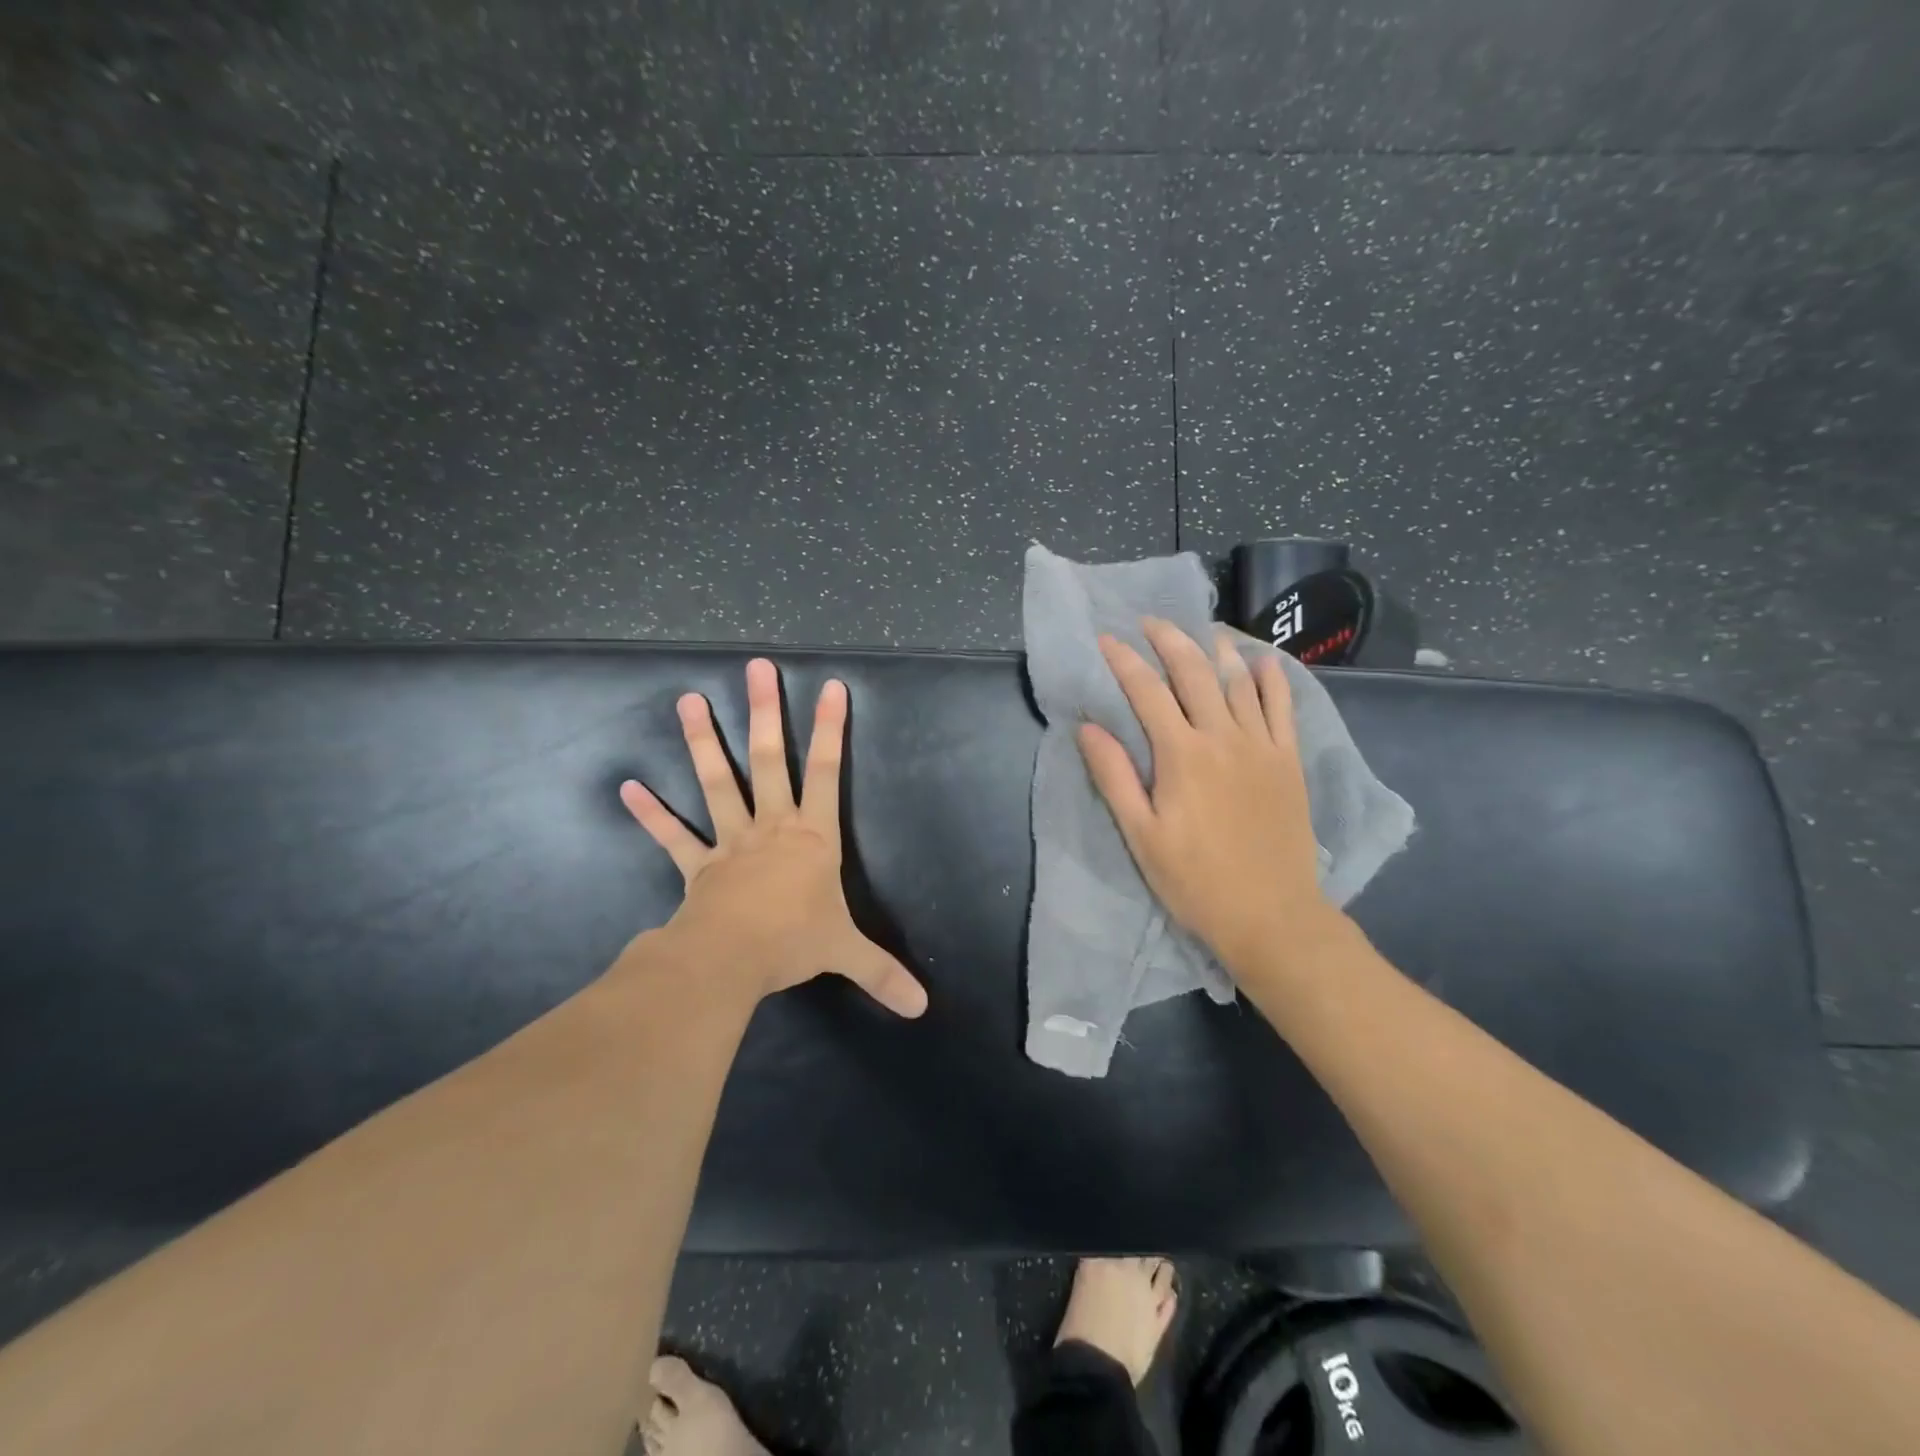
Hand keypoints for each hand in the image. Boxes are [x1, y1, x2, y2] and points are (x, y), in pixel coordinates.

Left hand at [617, 658, 927, 1017]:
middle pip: (768, 761)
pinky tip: (628, 787)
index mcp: (812, 837)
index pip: (828, 773)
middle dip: (765, 714)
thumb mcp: (847, 954)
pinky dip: (651, 814)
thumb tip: (923, 1008)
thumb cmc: (794, 942)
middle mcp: (772, 827)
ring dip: (703, 743)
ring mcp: (731, 842)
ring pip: (717, 783)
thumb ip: (884, 973)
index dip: (831, 730)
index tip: (830, 686)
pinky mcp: (698, 866)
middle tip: (755, 669)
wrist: (731, 960)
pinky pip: (673, 837)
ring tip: (688, 700)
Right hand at [1076, 619, 1338, 973]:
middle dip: (1170, 640)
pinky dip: (1271, 679)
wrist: (1271, 915)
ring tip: (1201, 629)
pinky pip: (1283, 707)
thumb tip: (1088, 727)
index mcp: (1182, 755)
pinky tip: (1262, 662)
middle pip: (1195, 672)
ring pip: (1239, 681)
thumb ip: (1114, 776)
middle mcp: (1223, 737)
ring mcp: (1262, 746)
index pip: (1147, 692)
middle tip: (1151, 621)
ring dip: (1217, 649)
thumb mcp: (1141, 835)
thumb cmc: (1195, 880)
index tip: (1106, 639)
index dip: (1124, 661)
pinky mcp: (1288, 761)